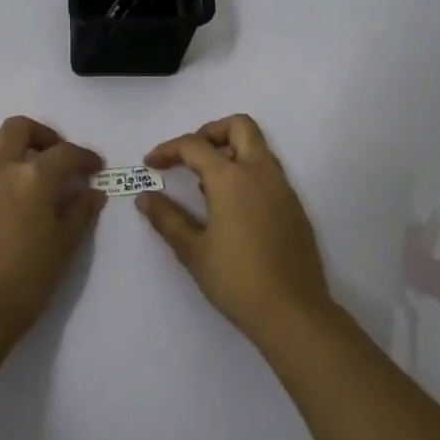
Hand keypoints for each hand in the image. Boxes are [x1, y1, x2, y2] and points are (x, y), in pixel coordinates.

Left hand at [0, 116, 104, 347]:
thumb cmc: (26, 280)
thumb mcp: (64, 246)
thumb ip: (80, 212)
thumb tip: (92, 192)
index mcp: (32, 177)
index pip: (64, 153)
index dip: (84, 157)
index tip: (94, 168)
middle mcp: (0, 168)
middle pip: (19, 128)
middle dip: (43, 135)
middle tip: (57, 158)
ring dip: (18, 150)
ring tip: (32, 178)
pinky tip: (9, 202)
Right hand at [139, 114, 332, 342]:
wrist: (293, 313)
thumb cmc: (237, 280)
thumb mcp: (193, 251)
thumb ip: (167, 219)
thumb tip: (145, 197)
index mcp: (232, 178)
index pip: (194, 146)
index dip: (168, 149)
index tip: (151, 164)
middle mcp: (260, 172)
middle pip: (239, 126)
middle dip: (209, 133)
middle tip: (188, 158)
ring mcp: (282, 187)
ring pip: (257, 146)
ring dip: (229, 151)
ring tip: (205, 185)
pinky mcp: (294, 206)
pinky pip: (268, 171)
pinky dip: (246, 171)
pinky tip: (231, 206)